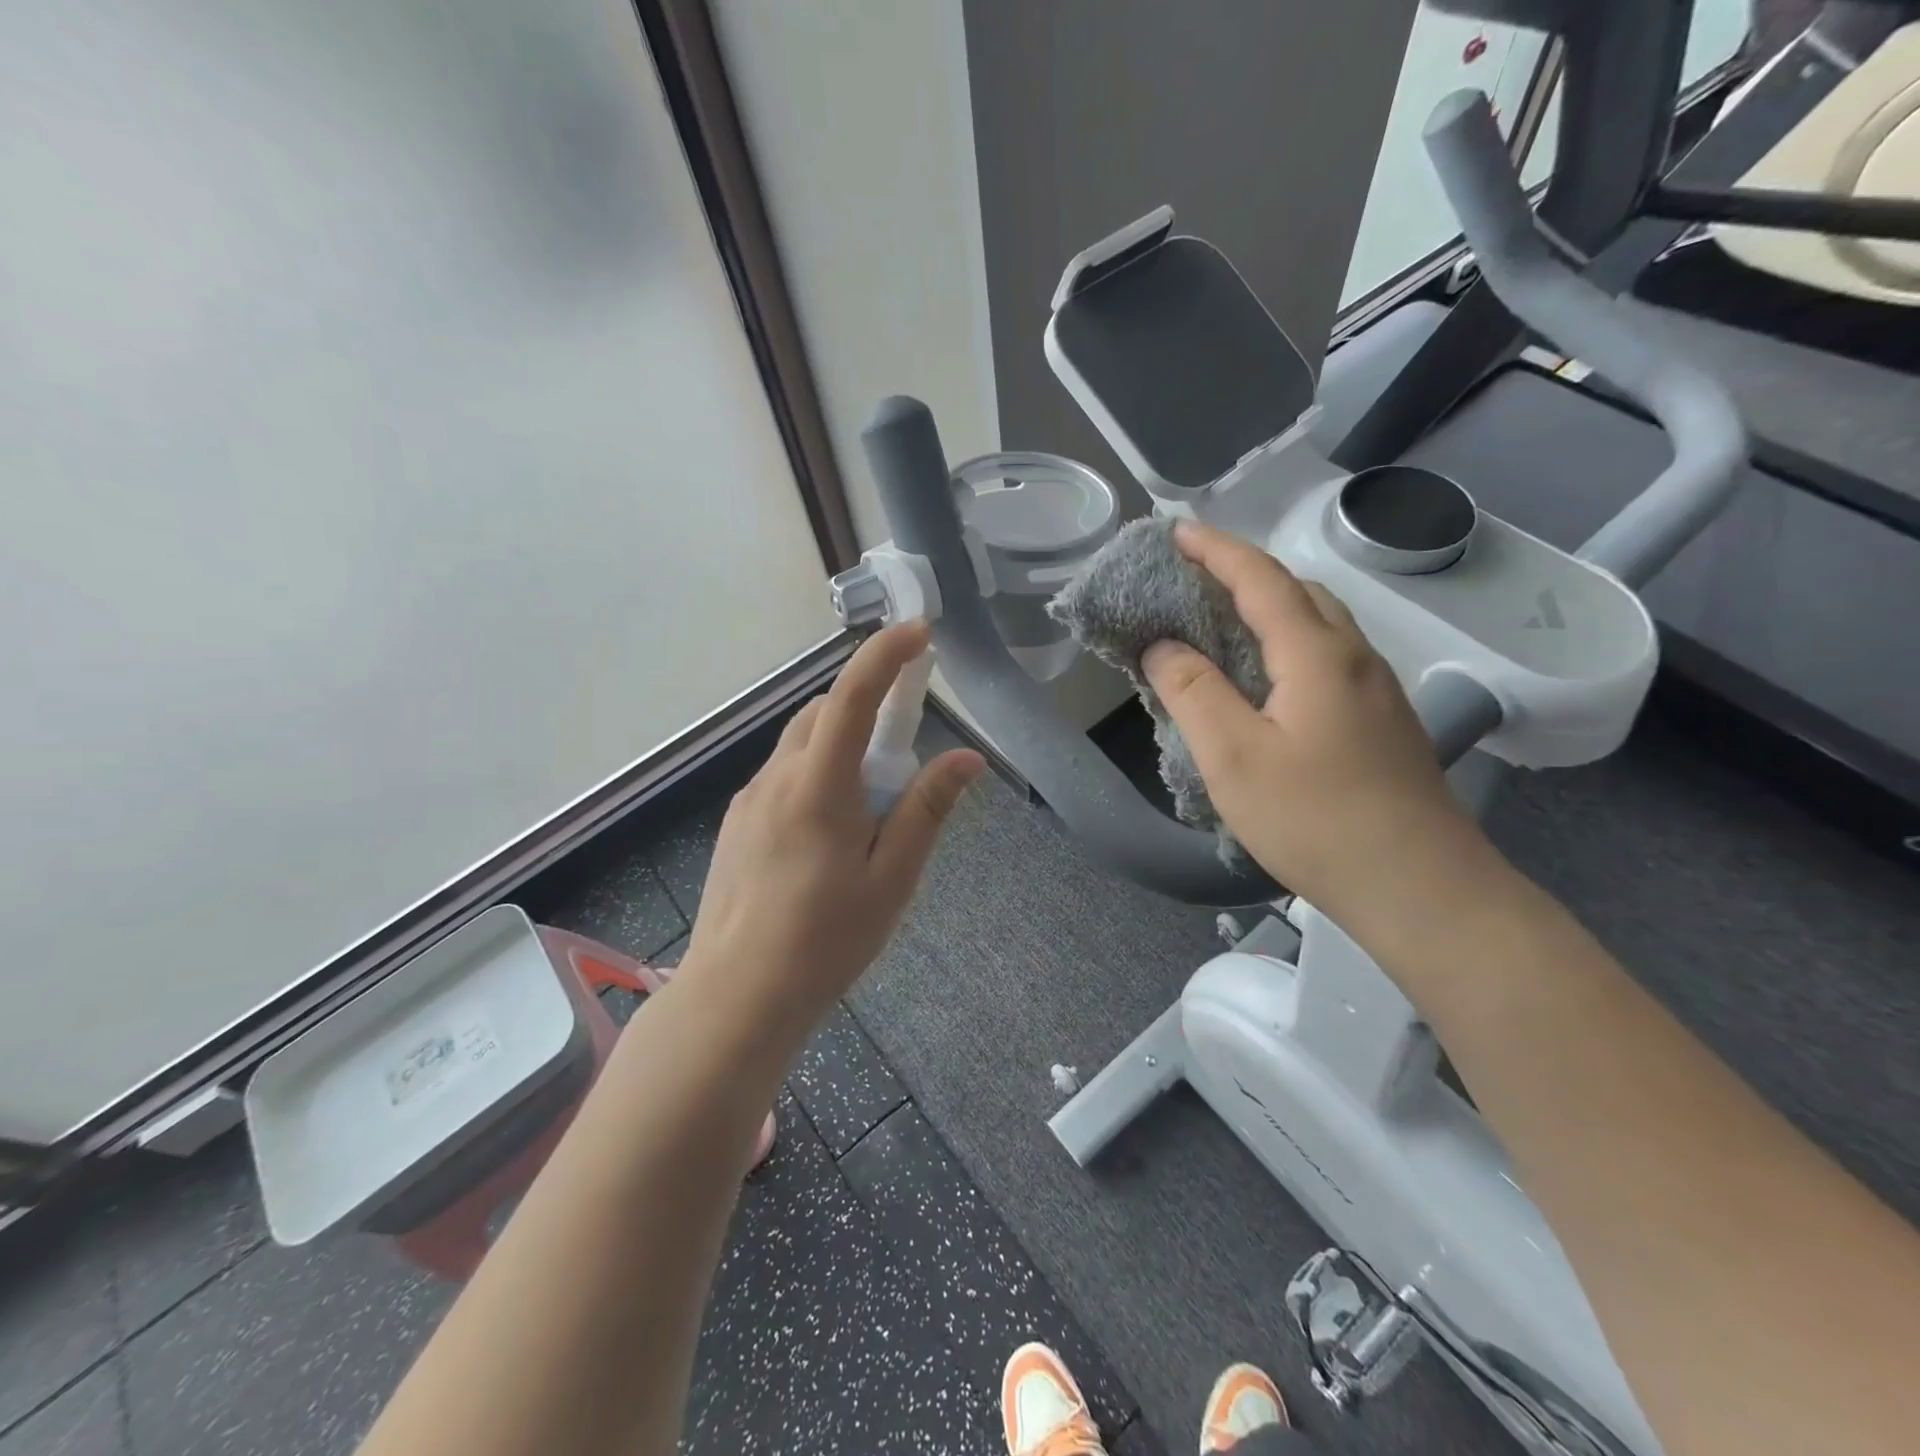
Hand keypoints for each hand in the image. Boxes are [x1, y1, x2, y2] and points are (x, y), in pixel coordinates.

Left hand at [683, 621, 983, 1021]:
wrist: (737, 996)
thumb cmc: (825, 940)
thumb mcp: (892, 878)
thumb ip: (927, 810)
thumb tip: (967, 758)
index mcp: (817, 785)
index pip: (852, 696)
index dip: (886, 655)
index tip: (918, 633)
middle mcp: (776, 778)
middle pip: (822, 713)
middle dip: (866, 707)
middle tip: (904, 750)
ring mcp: (749, 800)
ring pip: (801, 744)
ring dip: (841, 745)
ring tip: (870, 805)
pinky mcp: (737, 824)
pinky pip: (783, 776)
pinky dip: (816, 773)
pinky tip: (830, 831)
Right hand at [1142, 520, 1492, 934]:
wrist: (1421, 886)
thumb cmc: (1316, 820)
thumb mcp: (1234, 758)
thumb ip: (1192, 693)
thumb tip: (1162, 645)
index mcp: (1317, 655)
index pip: (1261, 579)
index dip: (1217, 550)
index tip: (1176, 531)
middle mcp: (1354, 657)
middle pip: (1298, 591)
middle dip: (1243, 571)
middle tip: (1193, 577)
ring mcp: (1377, 689)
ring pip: (1319, 623)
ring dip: (1269, 606)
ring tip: (1222, 620)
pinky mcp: (1382, 721)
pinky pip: (1328, 656)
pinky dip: (1287, 642)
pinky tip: (1267, 678)